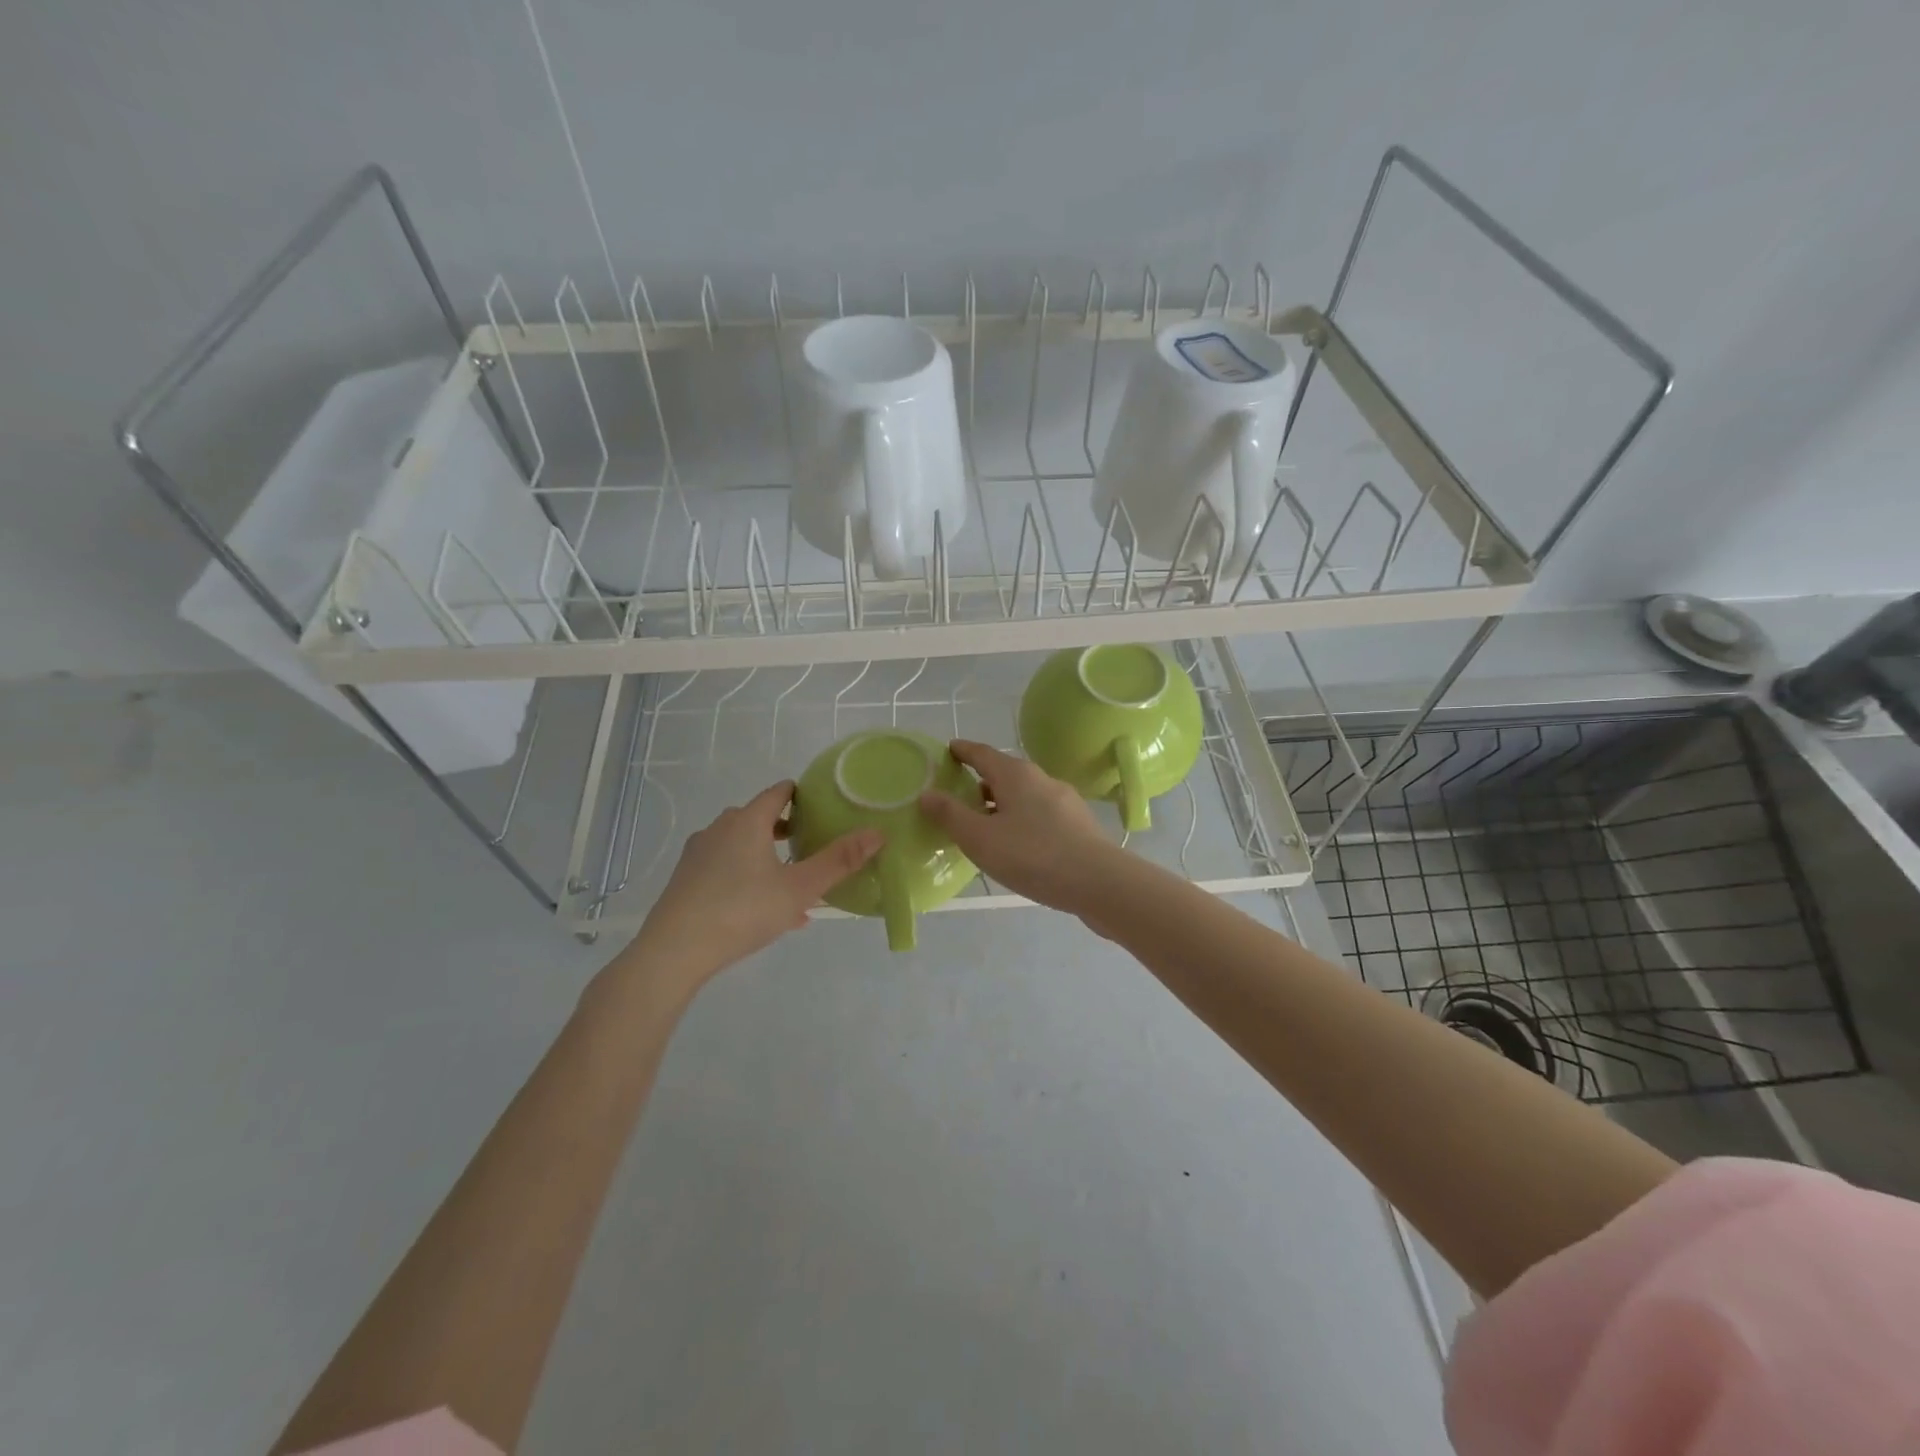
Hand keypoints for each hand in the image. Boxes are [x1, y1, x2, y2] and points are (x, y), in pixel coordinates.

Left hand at [617, 781, 882, 992]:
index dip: (802, 794)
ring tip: (792, 884)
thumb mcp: (799, 888)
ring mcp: (698, 855)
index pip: (778, 793)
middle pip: (758, 818)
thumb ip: (839, 861)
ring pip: (741, 847)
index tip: (823, 806)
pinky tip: (765, 912)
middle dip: (787, 830)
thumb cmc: (742, 910)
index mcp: (747, 821)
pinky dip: (747, 878)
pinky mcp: (685, 880)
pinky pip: (725, 869)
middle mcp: (720, 829)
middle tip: (812, 846)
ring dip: (768, 858)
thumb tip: (877, 833)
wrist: (674, 951)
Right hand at [917, 740, 1116, 915]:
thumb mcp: (980, 838)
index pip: (983, 753)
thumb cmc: (1033, 855)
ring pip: (1024, 796)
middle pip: (1004, 774)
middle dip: (981, 782)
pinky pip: (1040, 815)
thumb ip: (950, 815)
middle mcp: (1041, 779)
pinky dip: (1021, 821)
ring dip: (1002, 805)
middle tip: (958, 797)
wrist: (1099, 882)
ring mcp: (1064, 801)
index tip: (948, 750)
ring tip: (984, 827)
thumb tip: (927, 793)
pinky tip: (1017, 846)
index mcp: (1015, 775)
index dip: (963, 751)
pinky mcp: (1078, 825)